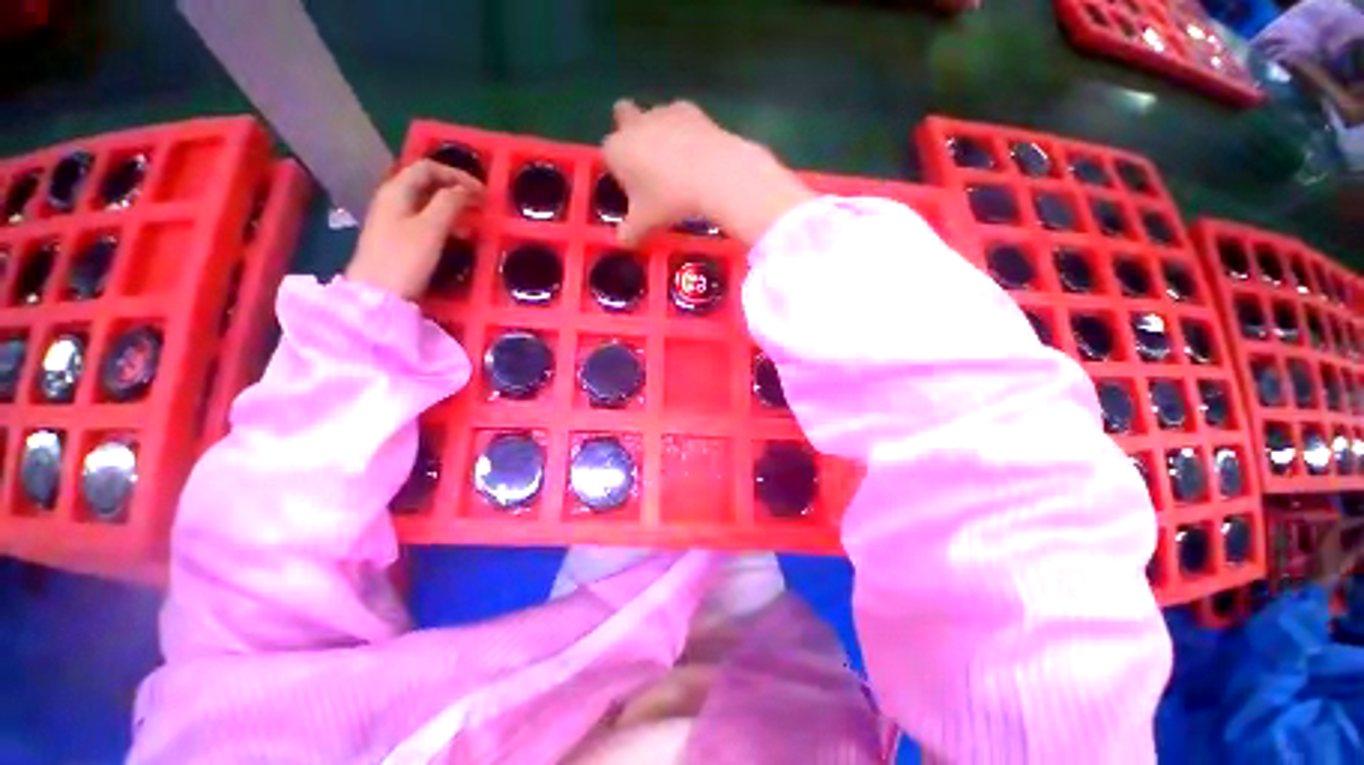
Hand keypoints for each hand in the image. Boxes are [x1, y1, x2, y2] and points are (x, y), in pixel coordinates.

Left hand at [346, 160, 483, 299]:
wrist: (377, 294)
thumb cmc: (405, 258)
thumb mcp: (432, 228)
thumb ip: (450, 203)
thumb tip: (468, 190)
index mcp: (397, 190)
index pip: (429, 168)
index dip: (458, 175)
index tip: (483, 192)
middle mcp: (392, 198)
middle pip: (426, 183)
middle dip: (456, 189)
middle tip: (480, 205)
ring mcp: (392, 218)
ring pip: (426, 202)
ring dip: (452, 206)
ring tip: (473, 221)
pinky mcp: (396, 237)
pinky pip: (424, 219)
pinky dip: (443, 221)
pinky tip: (456, 236)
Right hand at [602, 99, 814, 245]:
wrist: (713, 174)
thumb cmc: (669, 199)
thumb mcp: (645, 223)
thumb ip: (629, 233)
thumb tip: (622, 242)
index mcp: (616, 150)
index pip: (608, 156)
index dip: (620, 172)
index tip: (636, 191)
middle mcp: (634, 124)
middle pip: (622, 115)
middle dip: (630, 132)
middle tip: (649, 164)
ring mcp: (662, 112)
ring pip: (653, 116)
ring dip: (659, 133)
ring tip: (679, 166)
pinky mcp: (690, 108)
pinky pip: (681, 118)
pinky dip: (686, 132)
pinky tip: (697, 155)